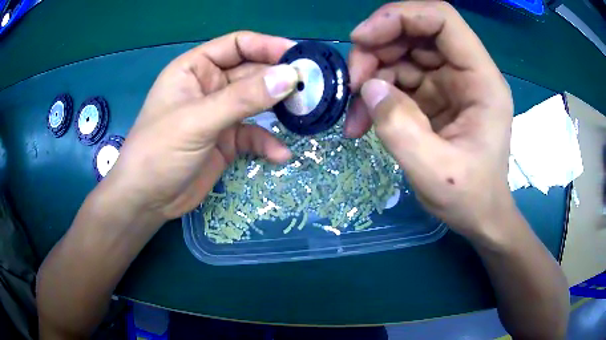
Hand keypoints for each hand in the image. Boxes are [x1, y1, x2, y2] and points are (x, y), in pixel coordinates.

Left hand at [102, 31, 298, 222]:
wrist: (148, 201)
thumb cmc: (158, 152)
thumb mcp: (198, 121)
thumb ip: (243, 98)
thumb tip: (289, 77)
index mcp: (195, 69)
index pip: (237, 45)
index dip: (268, 46)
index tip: (299, 56)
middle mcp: (210, 86)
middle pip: (252, 73)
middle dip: (280, 80)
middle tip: (312, 88)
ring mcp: (219, 114)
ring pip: (257, 103)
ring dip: (279, 109)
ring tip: (305, 115)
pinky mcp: (227, 141)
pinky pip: (253, 136)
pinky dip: (267, 144)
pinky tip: (280, 155)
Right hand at [346, 1, 515, 241]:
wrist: (479, 217)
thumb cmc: (470, 197)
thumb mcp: (435, 172)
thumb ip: (400, 128)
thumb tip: (368, 88)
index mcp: (481, 79)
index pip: (442, 19)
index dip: (400, 17)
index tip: (362, 39)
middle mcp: (466, 72)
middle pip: (415, 33)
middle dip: (376, 50)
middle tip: (352, 83)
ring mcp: (448, 82)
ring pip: (401, 54)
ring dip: (371, 75)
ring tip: (356, 114)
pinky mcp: (433, 96)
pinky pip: (398, 80)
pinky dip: (376, 95)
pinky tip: (363, 121)